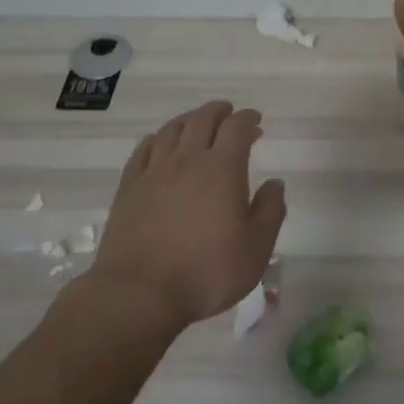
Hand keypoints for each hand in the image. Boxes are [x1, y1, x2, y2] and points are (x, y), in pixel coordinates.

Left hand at [90, 101, 286, 331]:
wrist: (139, 292)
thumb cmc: (206, 272)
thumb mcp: (256, 248)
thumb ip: (270, 211)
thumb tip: (275, 184)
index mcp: (222, 169)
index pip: (237, 128)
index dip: (248, 119)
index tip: (256, 121)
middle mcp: (187, 160)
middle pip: (202, 120)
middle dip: (219, 112)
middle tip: (229, 113)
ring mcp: (154, 172)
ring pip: (171, 130)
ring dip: (189, 120)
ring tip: (197, 123)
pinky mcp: (129, 188)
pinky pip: (143, 150)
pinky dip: (157, 139)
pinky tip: (159, 144)